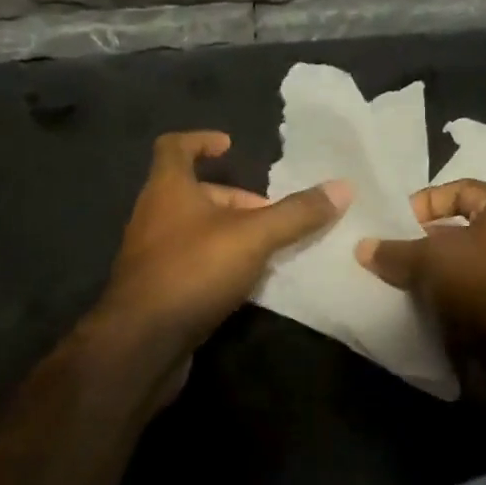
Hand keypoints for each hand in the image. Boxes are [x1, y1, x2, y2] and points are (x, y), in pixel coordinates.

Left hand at [97, 131, 349, 361]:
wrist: (142, 344)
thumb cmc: (193, 271)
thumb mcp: (253, 237)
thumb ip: (296, 213)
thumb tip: (343, 187)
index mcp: (167, 189)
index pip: (174, 147)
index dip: (201, 140)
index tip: (229, 146)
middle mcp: (153, 215)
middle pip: (194, 193)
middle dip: (234, 199)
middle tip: (270, 215)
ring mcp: (151, 255)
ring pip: (194, 230)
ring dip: (229, 233)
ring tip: (267, 248)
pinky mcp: (157, 289)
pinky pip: (192, 263)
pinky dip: (219, 263)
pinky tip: (247, 282)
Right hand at [354, 180, 485, 343]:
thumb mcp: (432, 259)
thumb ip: (395, 251)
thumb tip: (363, 248)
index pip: (459, 190)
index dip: (423, 203)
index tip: (392, 225)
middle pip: (456, 233)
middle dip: (418, 245)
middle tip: (383, 257)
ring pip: (457, 271)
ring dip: (426, 279)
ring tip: (388, 285)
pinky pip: (463, 302)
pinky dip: (439, 306)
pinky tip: (408, 312)